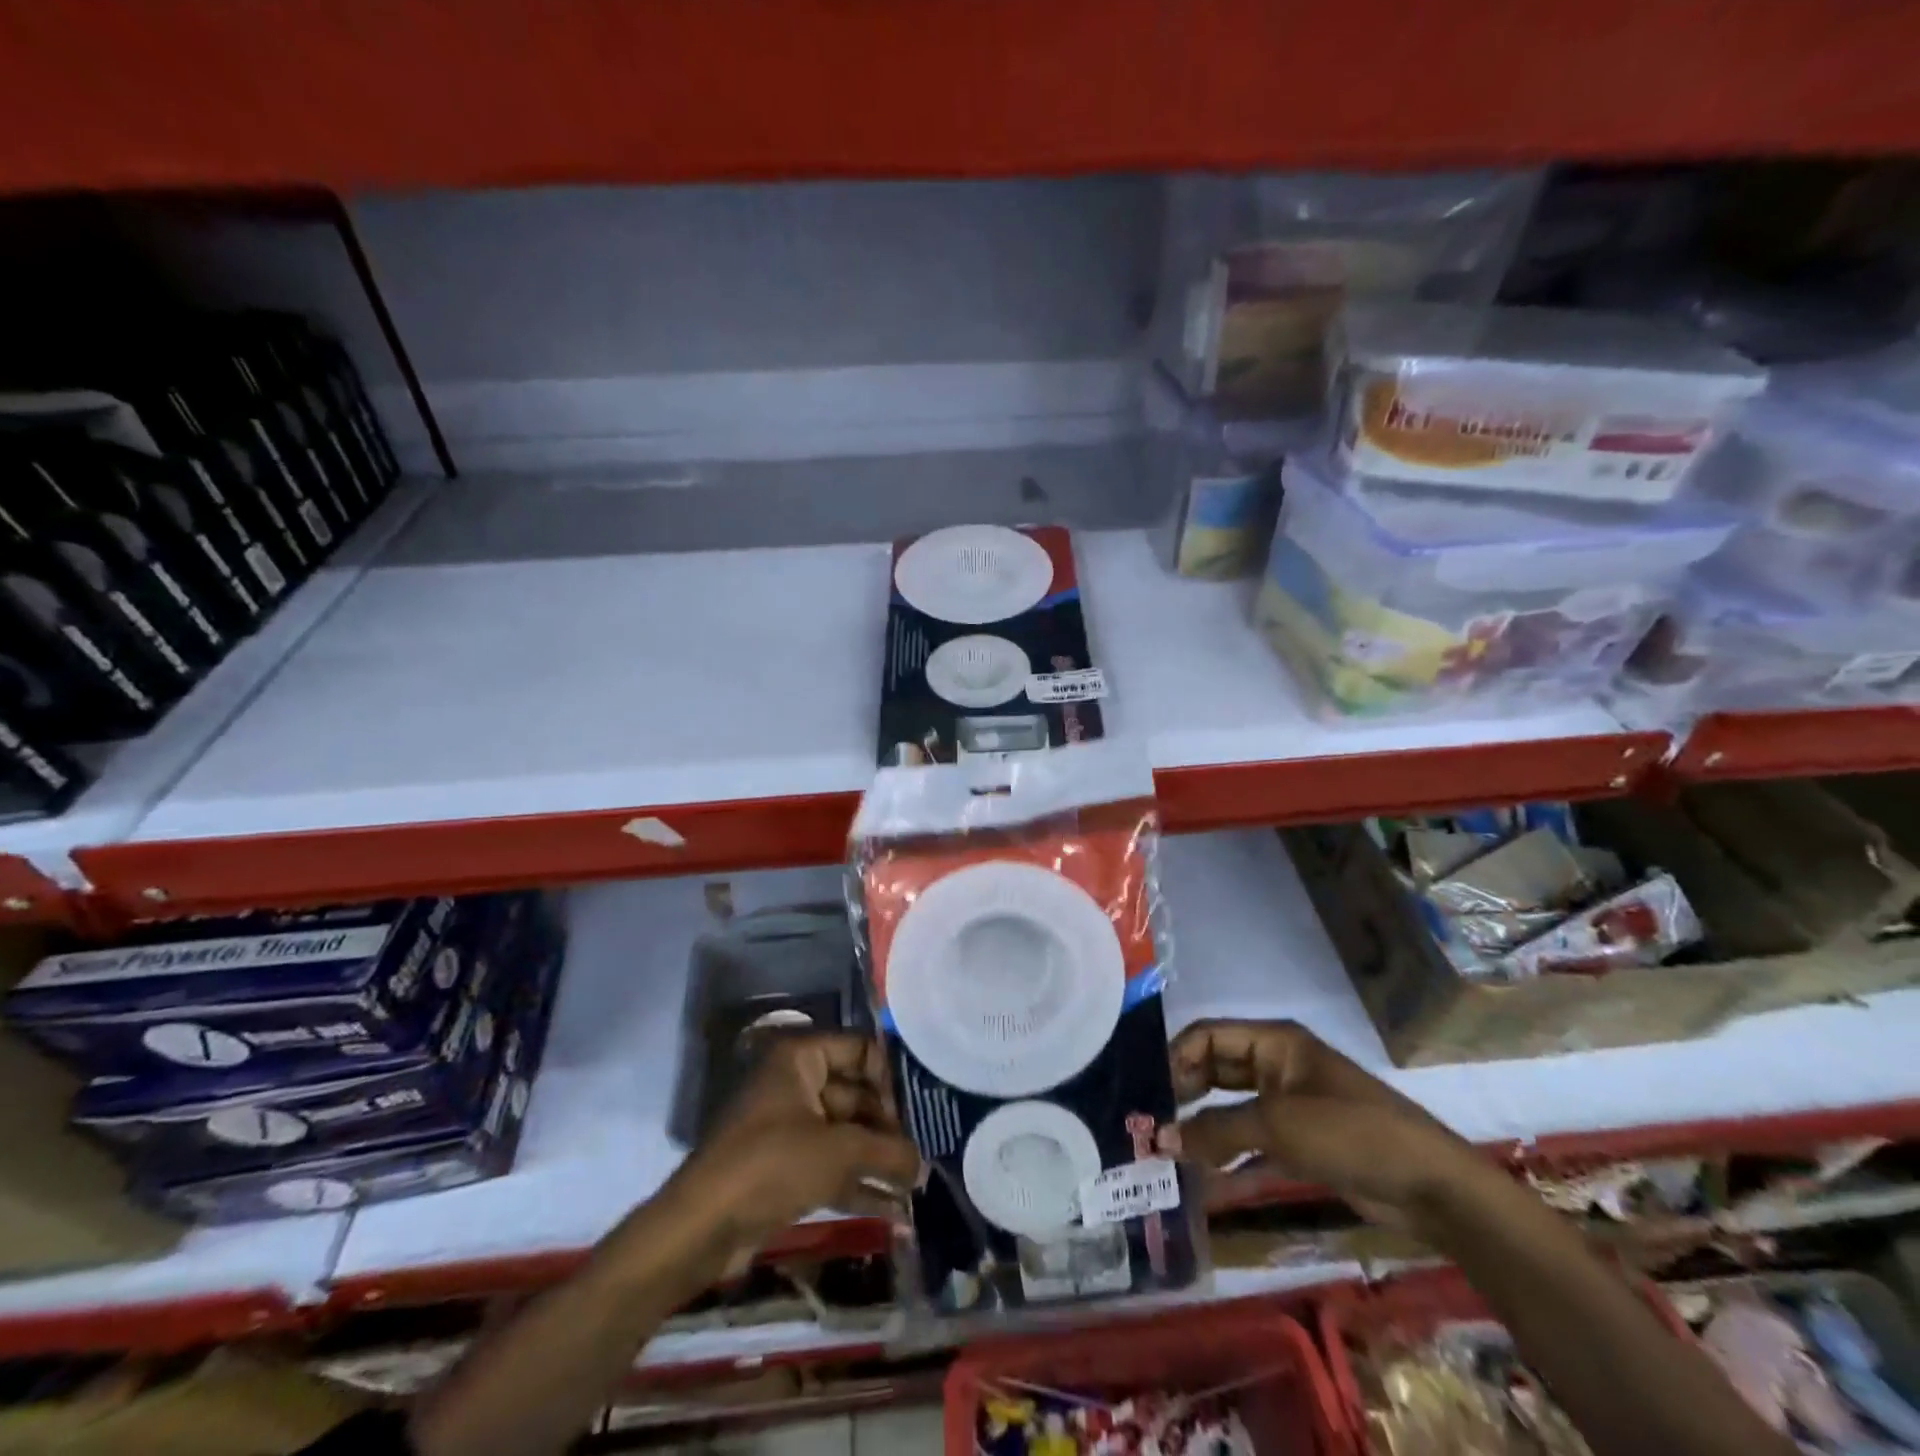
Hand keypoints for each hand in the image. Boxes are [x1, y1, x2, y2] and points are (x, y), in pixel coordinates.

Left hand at [658, 1032, 922, 1275]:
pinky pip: (831, 1166)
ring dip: (878, 1158)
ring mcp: (789, 1126)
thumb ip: (886, 1152)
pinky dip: (858, 1184)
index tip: (918, 1109)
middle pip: (856, 1094)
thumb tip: (922, 1164)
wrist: (701, 1227)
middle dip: (889, 1125)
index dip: (890, 1077)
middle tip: (925, 1150)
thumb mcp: (837, 1152)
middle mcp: (795, 1083)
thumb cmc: (771, 1165)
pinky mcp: (785, 1168)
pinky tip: (895, 1210)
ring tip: (918, 1183)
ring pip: (845, 1133)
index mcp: (801, 1058)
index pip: (860, 1049)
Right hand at [1171, 1020, 1488, 1228]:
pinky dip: (1228, 1154)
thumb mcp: (1277, 1126)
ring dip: (1203, 1126)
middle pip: (1217, 1069)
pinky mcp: (1302, 1141)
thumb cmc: (1349, 1133)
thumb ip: (1216, 1130)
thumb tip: (1162, 1139)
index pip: (1207, 1036)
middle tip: (1150, 1122)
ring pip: (1231, 1107)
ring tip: (1167, 1150)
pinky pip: (1252, 1140)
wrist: (1430, 1186)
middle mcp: (1277, 1065)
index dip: (1175, 1057)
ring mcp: (1290, 1104)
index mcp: (1273, 1042)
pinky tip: (1203, 1177)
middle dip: (1184, 1092)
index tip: (1148, 1092)